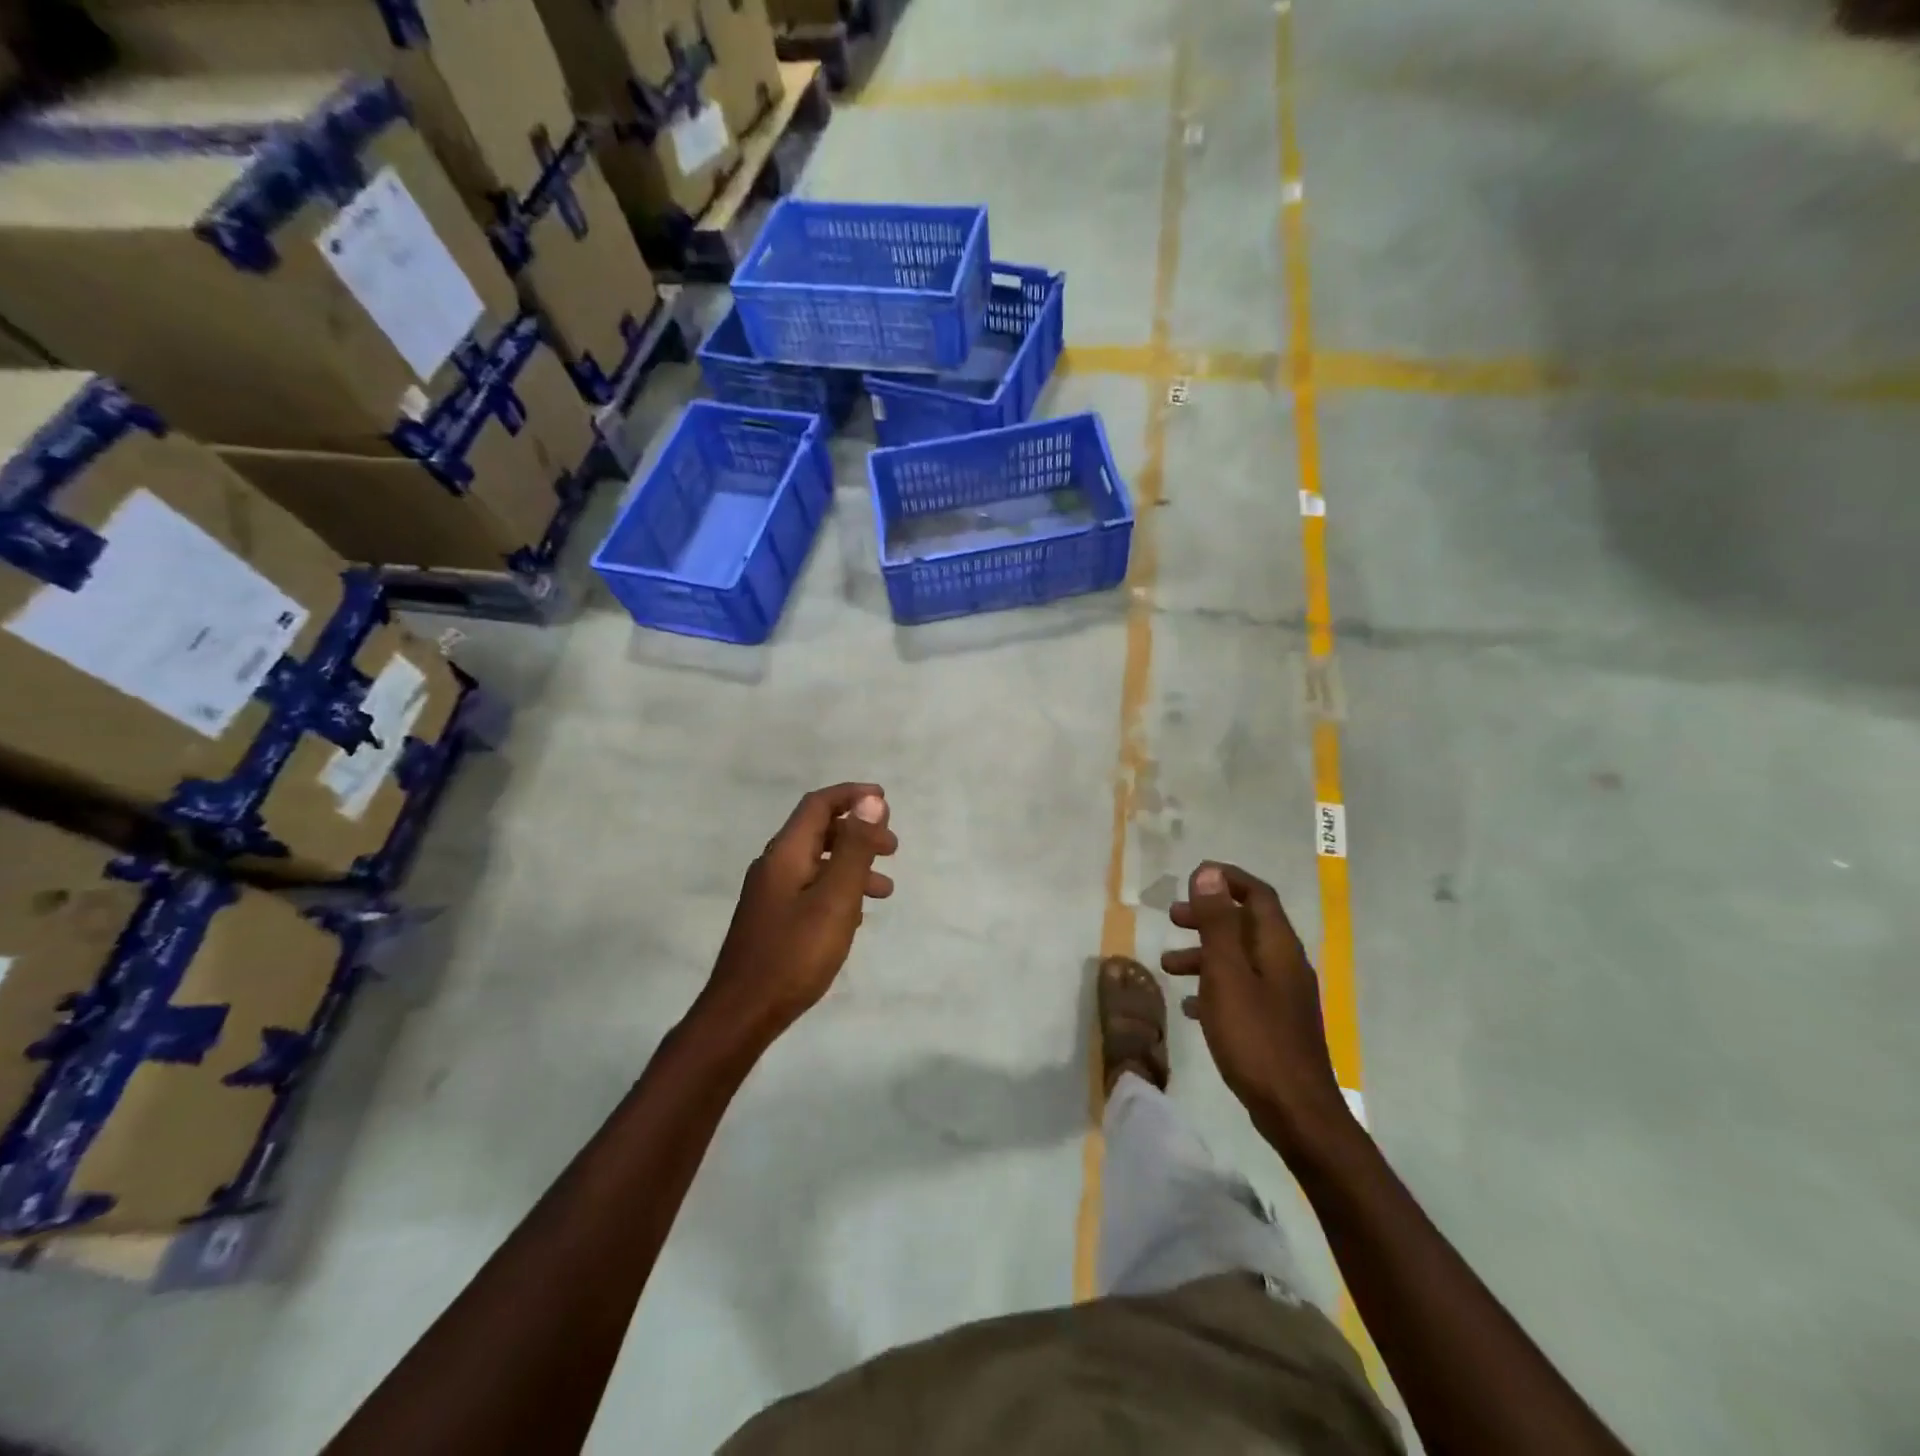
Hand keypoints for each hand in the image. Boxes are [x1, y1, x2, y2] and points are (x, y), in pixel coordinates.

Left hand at [697, 784, 897, 1044]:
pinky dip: (838, 890)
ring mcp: (770, 894)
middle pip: (818, 832)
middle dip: (858, 833)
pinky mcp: (772, 919)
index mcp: (785, 853)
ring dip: (852, 866)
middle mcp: (773, 866)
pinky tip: (855, 916)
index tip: (884, 800)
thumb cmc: (794, 954)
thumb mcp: (835, 898)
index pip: (818, 805)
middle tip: (893, 849)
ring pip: (817, 864)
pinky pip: (811, 889)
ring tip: (886, 889)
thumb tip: (871, 800)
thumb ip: (854, 848)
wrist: (741, 1014)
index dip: (852, 796)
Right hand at [1161, 863, 1353, 1155]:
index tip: (1192, 877)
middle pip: (1246, 925)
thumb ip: (1217, 923)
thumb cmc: (1256, 1037)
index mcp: (1277, 947)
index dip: (1227, 880)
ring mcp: (1282, 997)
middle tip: (1173, 917)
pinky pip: (1240, 991)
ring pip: (1239, 959)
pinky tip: (1188, 1006)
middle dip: (1208, 916)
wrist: (1296, 1112)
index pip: (1257, 894)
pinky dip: (1213, 987)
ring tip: (1168, 965)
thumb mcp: (1226, 974)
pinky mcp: (1274, 1024)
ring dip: (1204, 954)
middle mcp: (1284, 964)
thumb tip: (1209, 873)